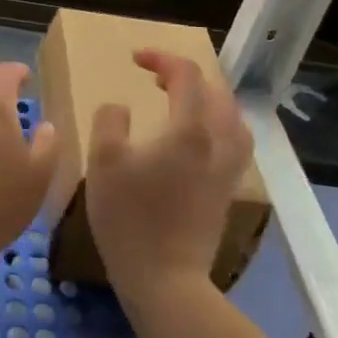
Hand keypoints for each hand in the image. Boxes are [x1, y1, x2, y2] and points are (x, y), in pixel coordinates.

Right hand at [86, 50, 252, 300]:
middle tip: (155, 76)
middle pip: (216, 92)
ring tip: (182, 101)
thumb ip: (109, 121)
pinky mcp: (227, 189)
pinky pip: (234, 140)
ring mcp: (228, 168)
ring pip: (232, 117)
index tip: (135, 59)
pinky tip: (198, 137)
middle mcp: (217, 143)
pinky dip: (219, 124)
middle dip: (186, 76)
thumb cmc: (129, 218)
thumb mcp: (103, 162)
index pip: (186, 75)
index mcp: (189, 130)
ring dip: (208, 99)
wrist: (165, 279)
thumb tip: (120, 107)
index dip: (161, 58)